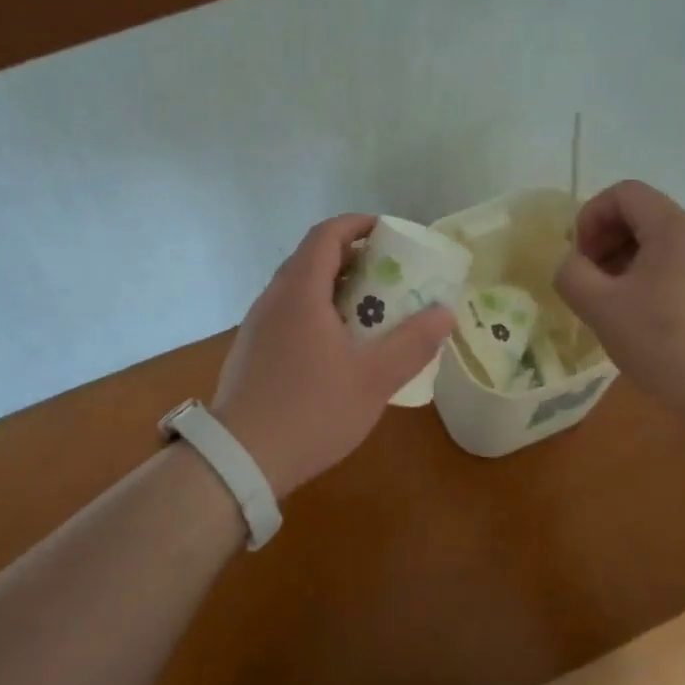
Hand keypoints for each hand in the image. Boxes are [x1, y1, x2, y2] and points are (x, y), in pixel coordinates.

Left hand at [212, 215, 452, 498]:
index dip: (357, 225)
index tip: (388, 232)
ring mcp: (257, 325)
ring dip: (333, 288)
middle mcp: (273, 298)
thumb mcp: (374, 378)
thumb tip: (444, 313)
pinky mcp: (250, 351)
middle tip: (387, 276)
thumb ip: (412, 343)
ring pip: (298, 288)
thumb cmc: (311, 409)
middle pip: (312, 258)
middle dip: (352, 258)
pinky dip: (315, 312)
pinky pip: (288, 314)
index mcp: (300, 291)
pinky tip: (336, 347)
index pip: (326, 235)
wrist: (240, 459)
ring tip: (368, 312)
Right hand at [554, 180, 684, 418]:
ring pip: (657, 245)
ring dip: (622, 264)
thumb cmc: (665, 342)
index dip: (591, 216)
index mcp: (673, 229)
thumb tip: (572, 264)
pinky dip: (647, 282)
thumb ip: (572, 274)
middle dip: (604, 241)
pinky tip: (639, 321)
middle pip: (640, 216)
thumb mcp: (600, 307)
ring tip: (610, 304)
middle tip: (588, 280)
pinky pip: (675, 269)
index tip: (580, 257)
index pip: (624, 193)